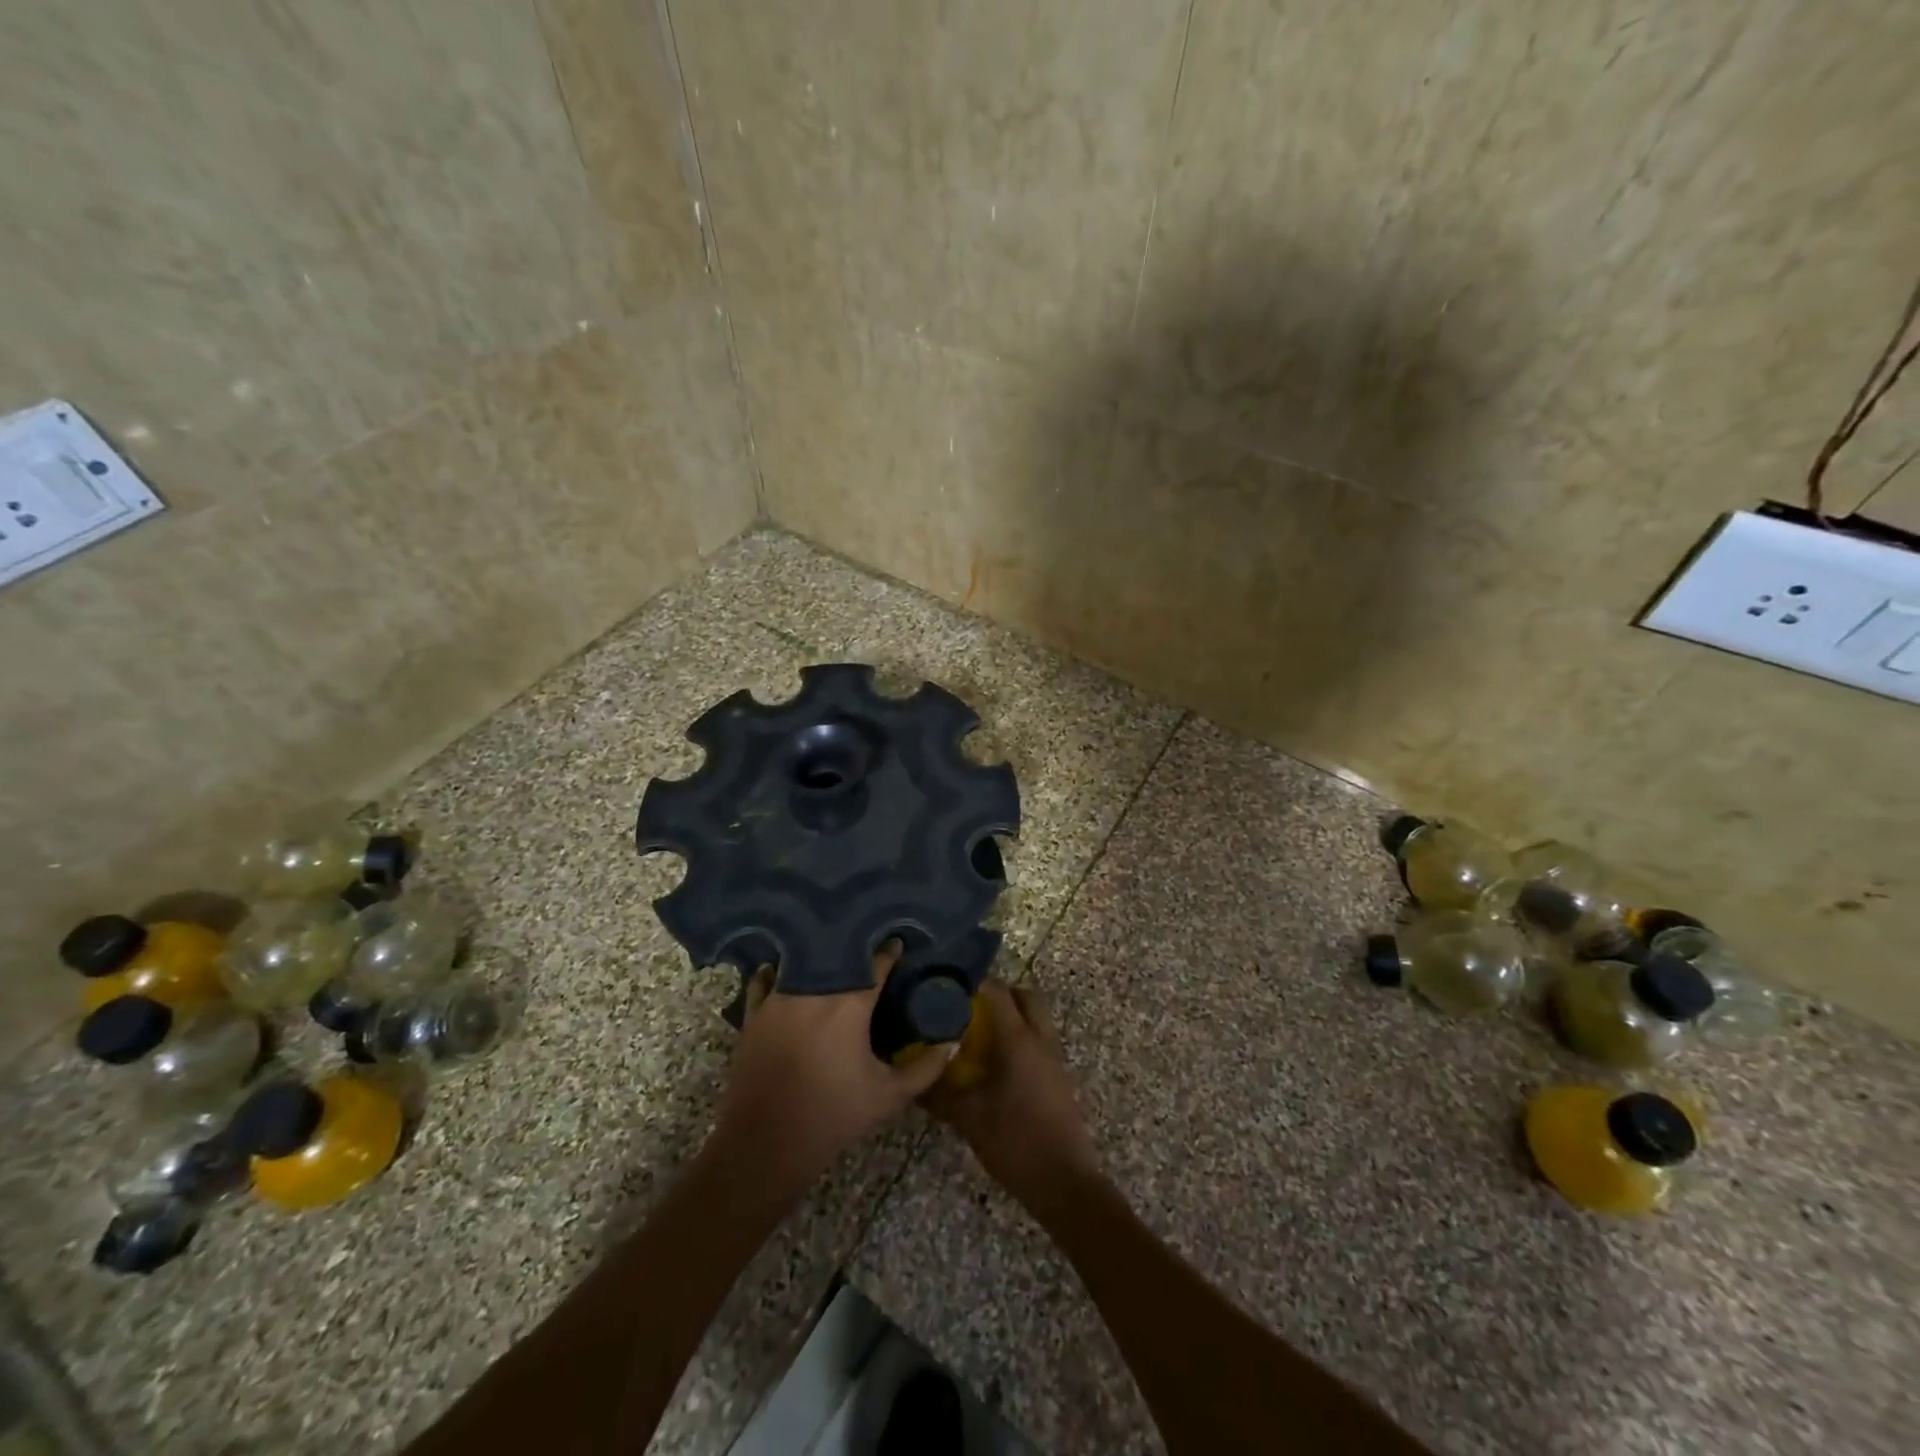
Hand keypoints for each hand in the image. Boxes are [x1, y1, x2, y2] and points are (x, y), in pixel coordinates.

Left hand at [712, 940, 956, 1193]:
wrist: (766, 1145)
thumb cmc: (833, 1117)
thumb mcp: (889, 1096)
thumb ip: (926, 1068)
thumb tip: (952, 1043)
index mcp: (849, 1006)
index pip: (876, 965)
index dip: (890, 953)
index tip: (898, 944)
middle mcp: (813, 992)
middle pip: (838, 957)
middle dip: (854, 950)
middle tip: (866, 950)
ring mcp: (779, 999)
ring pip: (801, 962)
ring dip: (817, 958)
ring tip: (829, 957)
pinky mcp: (755, 1014)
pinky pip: (763, 980)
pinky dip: (774, 972)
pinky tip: (782, 971)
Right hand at [923, 980, 1100, 1211]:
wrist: (1065, 1182)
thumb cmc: (1016, 1142)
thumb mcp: (969, 1118)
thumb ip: (940, 1093)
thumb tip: (914, 1079)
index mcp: (1019, 1039)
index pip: (997, 992)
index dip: (974, 984)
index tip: (949, 987)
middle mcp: (1040, 1039)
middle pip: (1025, 996)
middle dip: (1000, 995)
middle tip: (970, 1008)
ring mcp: (1055, 1058)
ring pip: (1036, 1019)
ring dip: (1012, 1017)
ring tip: (980, 1035)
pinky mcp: (1060, 1078)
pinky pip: (1040, 1041)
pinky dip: (1021, 1039)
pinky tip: (998, 1064)